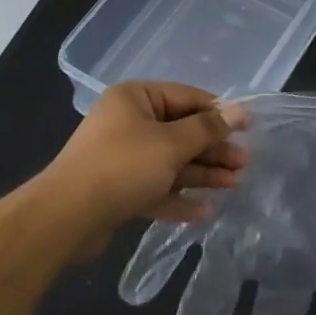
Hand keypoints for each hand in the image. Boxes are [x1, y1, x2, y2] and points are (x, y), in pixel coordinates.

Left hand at [45, 82, 247, 255]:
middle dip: (213, 149)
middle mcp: (128, 122)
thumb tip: (241, 111)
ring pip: (171, 162)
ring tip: (234, 185)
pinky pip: (156, 187)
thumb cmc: (123, 167)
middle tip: (244, 164)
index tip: (248, 129)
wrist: (67, 216)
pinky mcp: (118, 189)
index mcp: (135, 99)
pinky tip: (204, 212)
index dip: (219, 113)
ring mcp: (122, 157)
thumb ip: (208, 128)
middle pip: (181, 132)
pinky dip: (178, 197)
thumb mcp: (172, 143)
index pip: (186, 98)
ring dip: (202, 174)